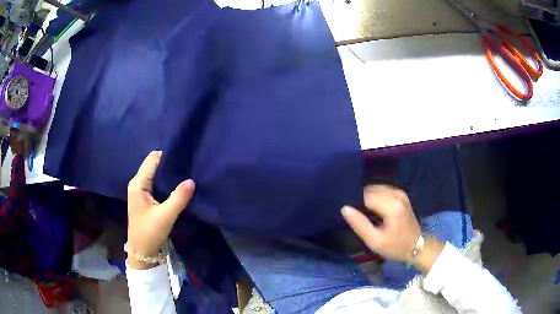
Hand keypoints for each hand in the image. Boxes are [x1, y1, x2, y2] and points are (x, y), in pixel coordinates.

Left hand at [127, 151, 194, 268]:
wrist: (142, 251)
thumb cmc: (149, 232)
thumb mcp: (165, 216)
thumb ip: (178, 198)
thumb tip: (192, 180)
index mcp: (138, 183)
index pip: (152, 159)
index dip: (167, 154)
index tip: (184, 155)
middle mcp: (137, 183)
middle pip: (153, 165)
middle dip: (169, 163)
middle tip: (187, 163)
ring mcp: (140, 191)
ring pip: (155, 174)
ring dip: (168, 173)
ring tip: (185, 172)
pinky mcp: (145, 198)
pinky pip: (156, 183)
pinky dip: (166, 182)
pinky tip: (177, 184)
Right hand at [342, 185, 443, 271]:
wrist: (417, 246)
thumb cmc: (395, 247)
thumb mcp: (375, 241)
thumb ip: (359, 225)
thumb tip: (345, 208)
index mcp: (392, 207)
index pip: (366, 196)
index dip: (354, 201)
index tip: (347, 211)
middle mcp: (397, 195)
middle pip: (371, 190)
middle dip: (360, 198)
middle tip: (353, 213)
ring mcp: (400, 193)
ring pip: (376, 188)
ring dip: (366, 197)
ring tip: (360, 210)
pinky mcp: (401, 194)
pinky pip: (382, 190)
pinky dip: (374, 196)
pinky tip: (370, 207)